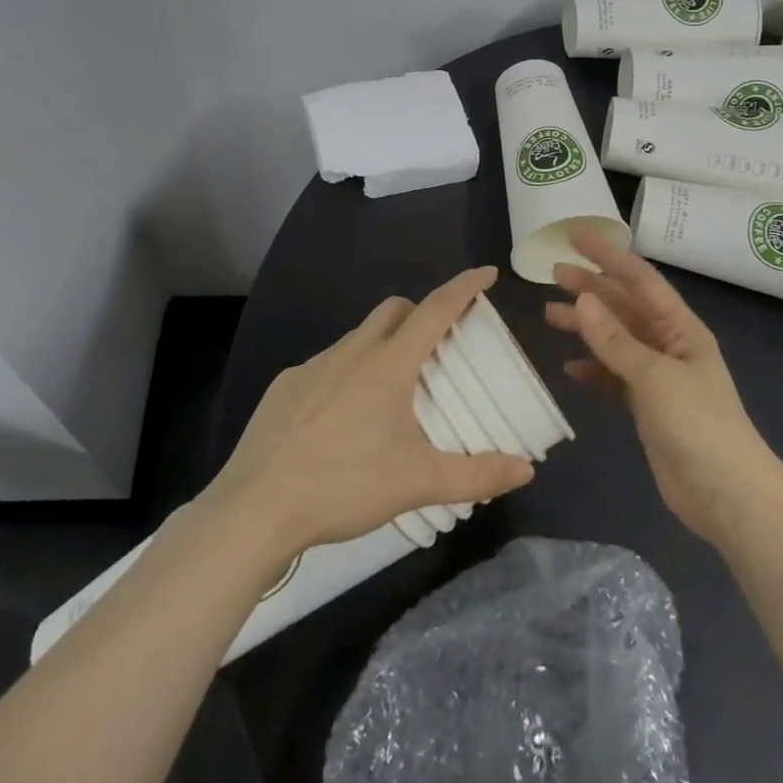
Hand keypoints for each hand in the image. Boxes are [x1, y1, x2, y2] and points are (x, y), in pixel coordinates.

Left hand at [213, 267, 533, 560]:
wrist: (255, 509)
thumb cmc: (344, 485)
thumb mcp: (418, 483)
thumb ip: (476, 475)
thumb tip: (527, 470)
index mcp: (389, 364)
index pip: (436, 309)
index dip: (465, 287)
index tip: (486, 272)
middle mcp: (352, 353)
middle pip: (394, 310)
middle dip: (421, 313)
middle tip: (439, 345)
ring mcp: (312, 367)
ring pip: (358, 337)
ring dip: (383, 345)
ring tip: (393, 389)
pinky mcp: (284, 388)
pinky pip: (326, 365)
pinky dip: (347, 373)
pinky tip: (343, 417)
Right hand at [545, 228, 779, 544]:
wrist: (728, 496)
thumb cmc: (698, 426)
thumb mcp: (654, 377)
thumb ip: (615, 340)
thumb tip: (581, 299)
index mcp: (681, 328)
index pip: (639, 279)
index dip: (607, 254)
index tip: (573, 235)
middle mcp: (670, 344)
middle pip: (625, 306)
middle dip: (590, 288)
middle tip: (551, 275)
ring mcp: (659, 377)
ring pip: (616, 340)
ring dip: (586, 327)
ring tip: (548, 315)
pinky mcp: (649, 407)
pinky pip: (615, 377)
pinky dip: (594, 370)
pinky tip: (570, 369)